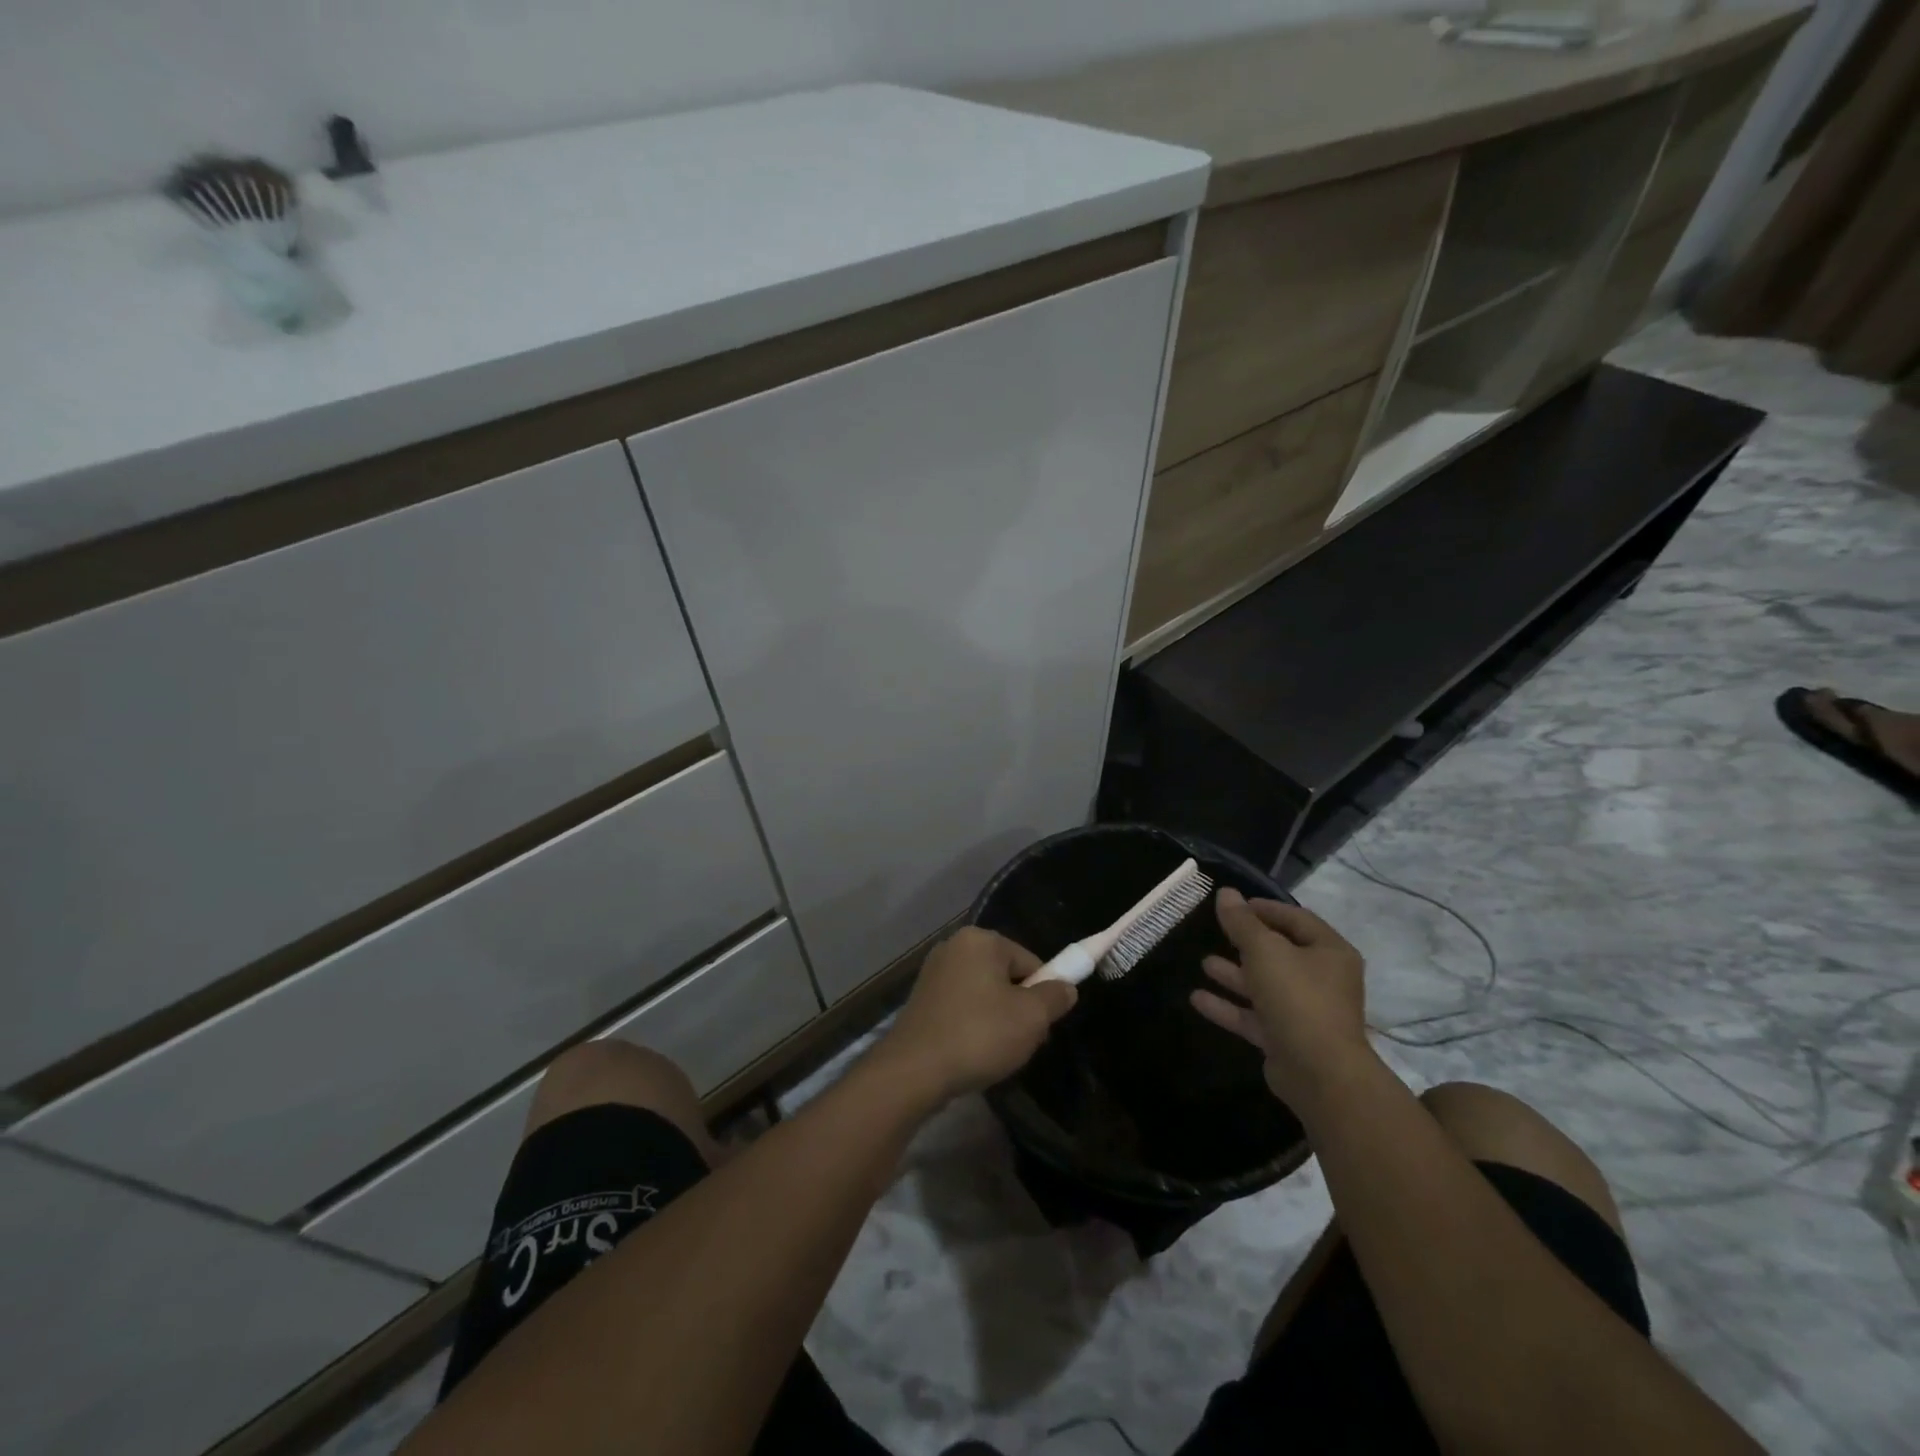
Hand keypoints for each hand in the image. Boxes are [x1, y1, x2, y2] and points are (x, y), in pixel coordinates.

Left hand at [874, 927, 1076, 1103]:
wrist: (914, 1071)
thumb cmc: (979, 1035)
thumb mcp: (1032, 1018)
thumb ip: (1055, 996)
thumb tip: (1066, 987)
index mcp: (981, 940)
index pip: (1030, 961)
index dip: (1042, 994)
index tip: (1041, 1026)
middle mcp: (955, 946)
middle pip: (1006, 976)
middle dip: (1019, 1008)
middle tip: (1021, 1042)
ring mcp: (934, 972)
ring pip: (985, 994)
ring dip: (997, 1020)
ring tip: (995, 1052)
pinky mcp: (921, 998)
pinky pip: (962, 1007)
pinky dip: (972, 1026)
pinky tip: (971, 1053)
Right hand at [1189, 888, 1370, 1109]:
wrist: (1320, 1074)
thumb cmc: (1297, 998)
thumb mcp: (1264, 951)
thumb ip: (1242, 922)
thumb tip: (1226, 893)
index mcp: (1329, 952)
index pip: (1296, 919)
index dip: (1264, 908)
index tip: (1233, 904)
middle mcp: (1322, 980)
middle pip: (1279, 953)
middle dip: (1246, 943)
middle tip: (1217, 931)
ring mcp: (1304, 1012)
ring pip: (1264, 985)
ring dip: (1234, 974)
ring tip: (1203, 963)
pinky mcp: (1286, 1038)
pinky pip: (1254, 1016)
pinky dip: (1228, 1006)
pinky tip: (1197, 998)